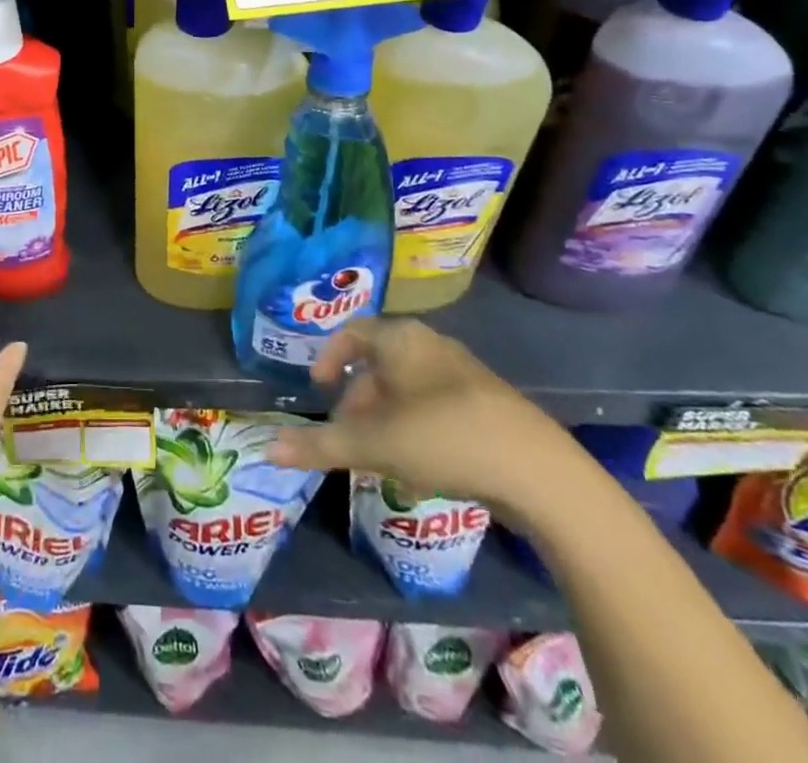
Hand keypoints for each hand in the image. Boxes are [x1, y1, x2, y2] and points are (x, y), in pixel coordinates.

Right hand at [266, 318, 580, 518]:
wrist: (541, 474)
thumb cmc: (443, 439)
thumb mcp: (373, 444)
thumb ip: (319, 445)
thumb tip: (266, 447)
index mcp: (401, 339)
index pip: (352, 333)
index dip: (330, 358)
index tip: (320, 389)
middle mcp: (432, 345)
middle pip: (380, 363)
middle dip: (358, 398)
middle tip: (347, 433)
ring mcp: (465, 375)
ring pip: (409, 387)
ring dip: (387, 416)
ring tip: (380, 455)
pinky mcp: (490, 406)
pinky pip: (438, 406)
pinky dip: (418, 427)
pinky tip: (422, 466)